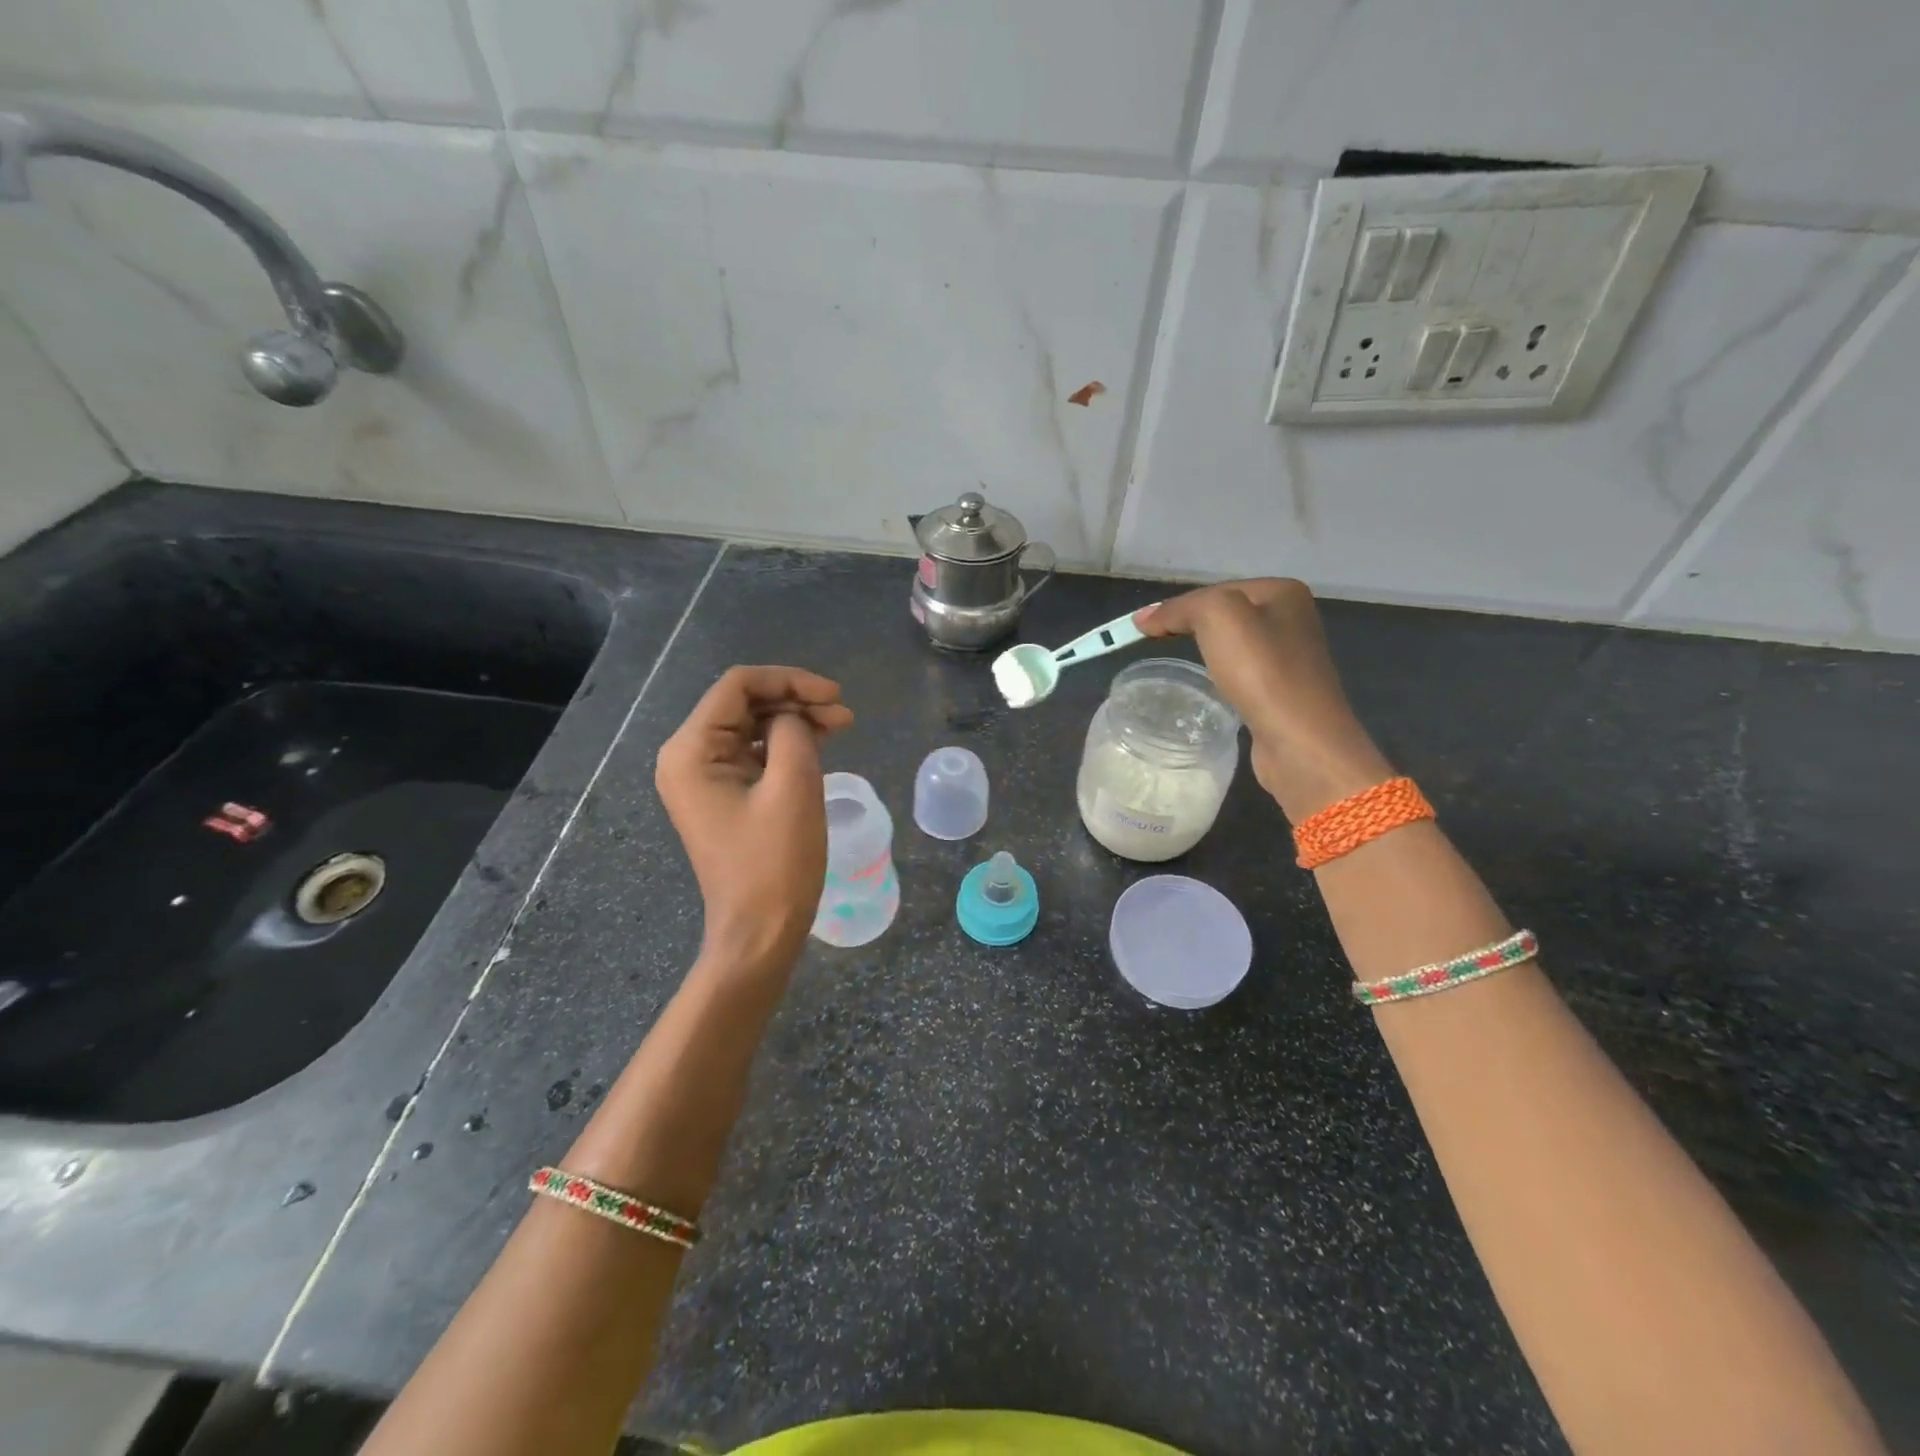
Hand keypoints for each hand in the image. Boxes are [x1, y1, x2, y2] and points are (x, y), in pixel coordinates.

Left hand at [655, 666, 854, 974]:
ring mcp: (703, 778)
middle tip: (844, 715)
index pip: (738, 686)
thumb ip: (793, 732)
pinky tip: (820, 745)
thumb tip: (792, 717)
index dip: (790, 680)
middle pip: (744, 704)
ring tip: (841, 726)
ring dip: (795, 721)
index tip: (835, 695)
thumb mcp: (793, 787)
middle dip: (796, 701)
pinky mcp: (723, 796)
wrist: (759, 932)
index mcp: (691, 750)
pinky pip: (754, 754)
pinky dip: (786, 745)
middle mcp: (687, 757)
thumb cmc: (775, 863)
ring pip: (753, 727)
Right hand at [1138, 580, 1392, 822]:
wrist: (1299, 741)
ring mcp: (1292, 658)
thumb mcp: (1217, 616)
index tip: (1142, 630)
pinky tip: (1210, 688)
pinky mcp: (1284, 692)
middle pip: (1225, 615)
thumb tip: (1145, 618)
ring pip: (1232, 645)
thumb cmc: (1261, 671)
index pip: (1216, 589)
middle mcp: (1293, 619)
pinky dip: (1220, 676)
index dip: (1176, 607)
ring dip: (1204, 652)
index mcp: (1283, 592)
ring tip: (1178, 664)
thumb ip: (1180, 608)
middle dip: (1189, 627)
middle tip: (1154, 644)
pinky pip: (1241, 673)